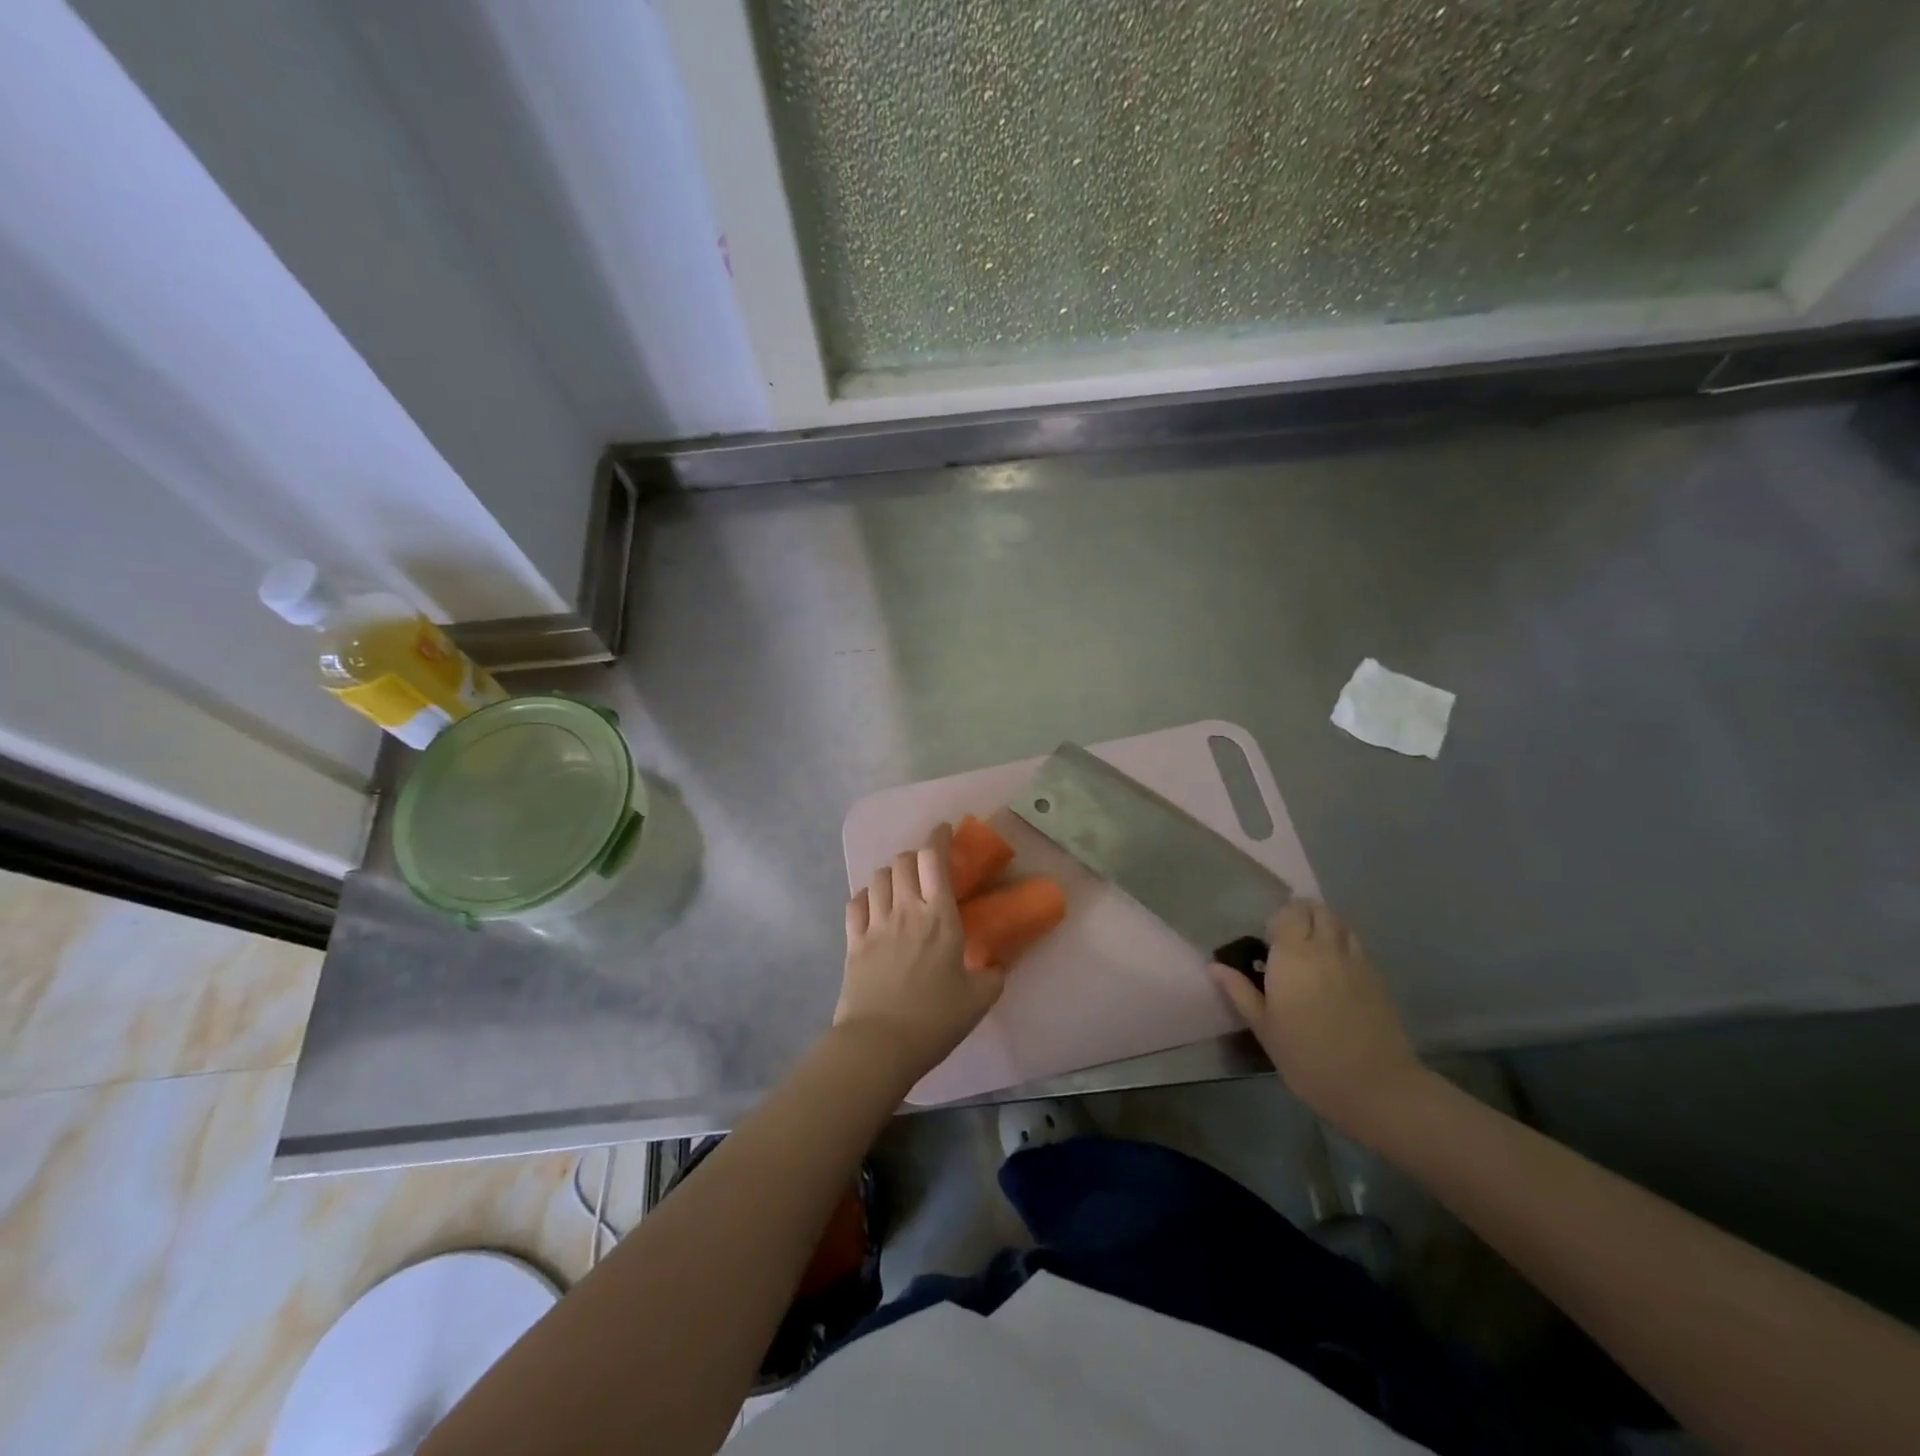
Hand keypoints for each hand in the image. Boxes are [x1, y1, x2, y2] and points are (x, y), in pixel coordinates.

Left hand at [835, 823, 1005, 1079]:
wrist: (879, 1044)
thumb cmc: (935, 1020)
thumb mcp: (979, 999)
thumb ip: (993, 976)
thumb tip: (996, 966)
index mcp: (939, 917)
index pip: (934, 859)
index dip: (938, 837)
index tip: (944, 830)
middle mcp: (905, 910)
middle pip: (902, 861)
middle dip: (914, 855)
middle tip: (926, 867)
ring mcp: (875, 925)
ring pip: (878, 877)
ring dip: (890, 873)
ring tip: (900, 885)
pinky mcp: (853, 943)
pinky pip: (855, 904)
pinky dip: (866, 896)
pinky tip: (873, 905)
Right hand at [1209, 901, 1428, 1138]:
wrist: (1375, 1086)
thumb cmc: (1308, 1057)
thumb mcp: (1264, 1028)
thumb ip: (1239, 991)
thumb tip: (1215, 966)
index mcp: (1294, 955)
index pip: (1289, 912)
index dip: (1278, 920)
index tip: (1268, 942)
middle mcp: (1326, 948)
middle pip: (1318, 910)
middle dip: (1302, 916)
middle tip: (1288, 943)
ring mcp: (1357, 961)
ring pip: (1341, 924)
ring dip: (1325, 928)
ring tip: (1313, 954)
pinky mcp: (1378, 979)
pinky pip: (1357, 947)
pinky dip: (1343, 947)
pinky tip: (1336, 975)